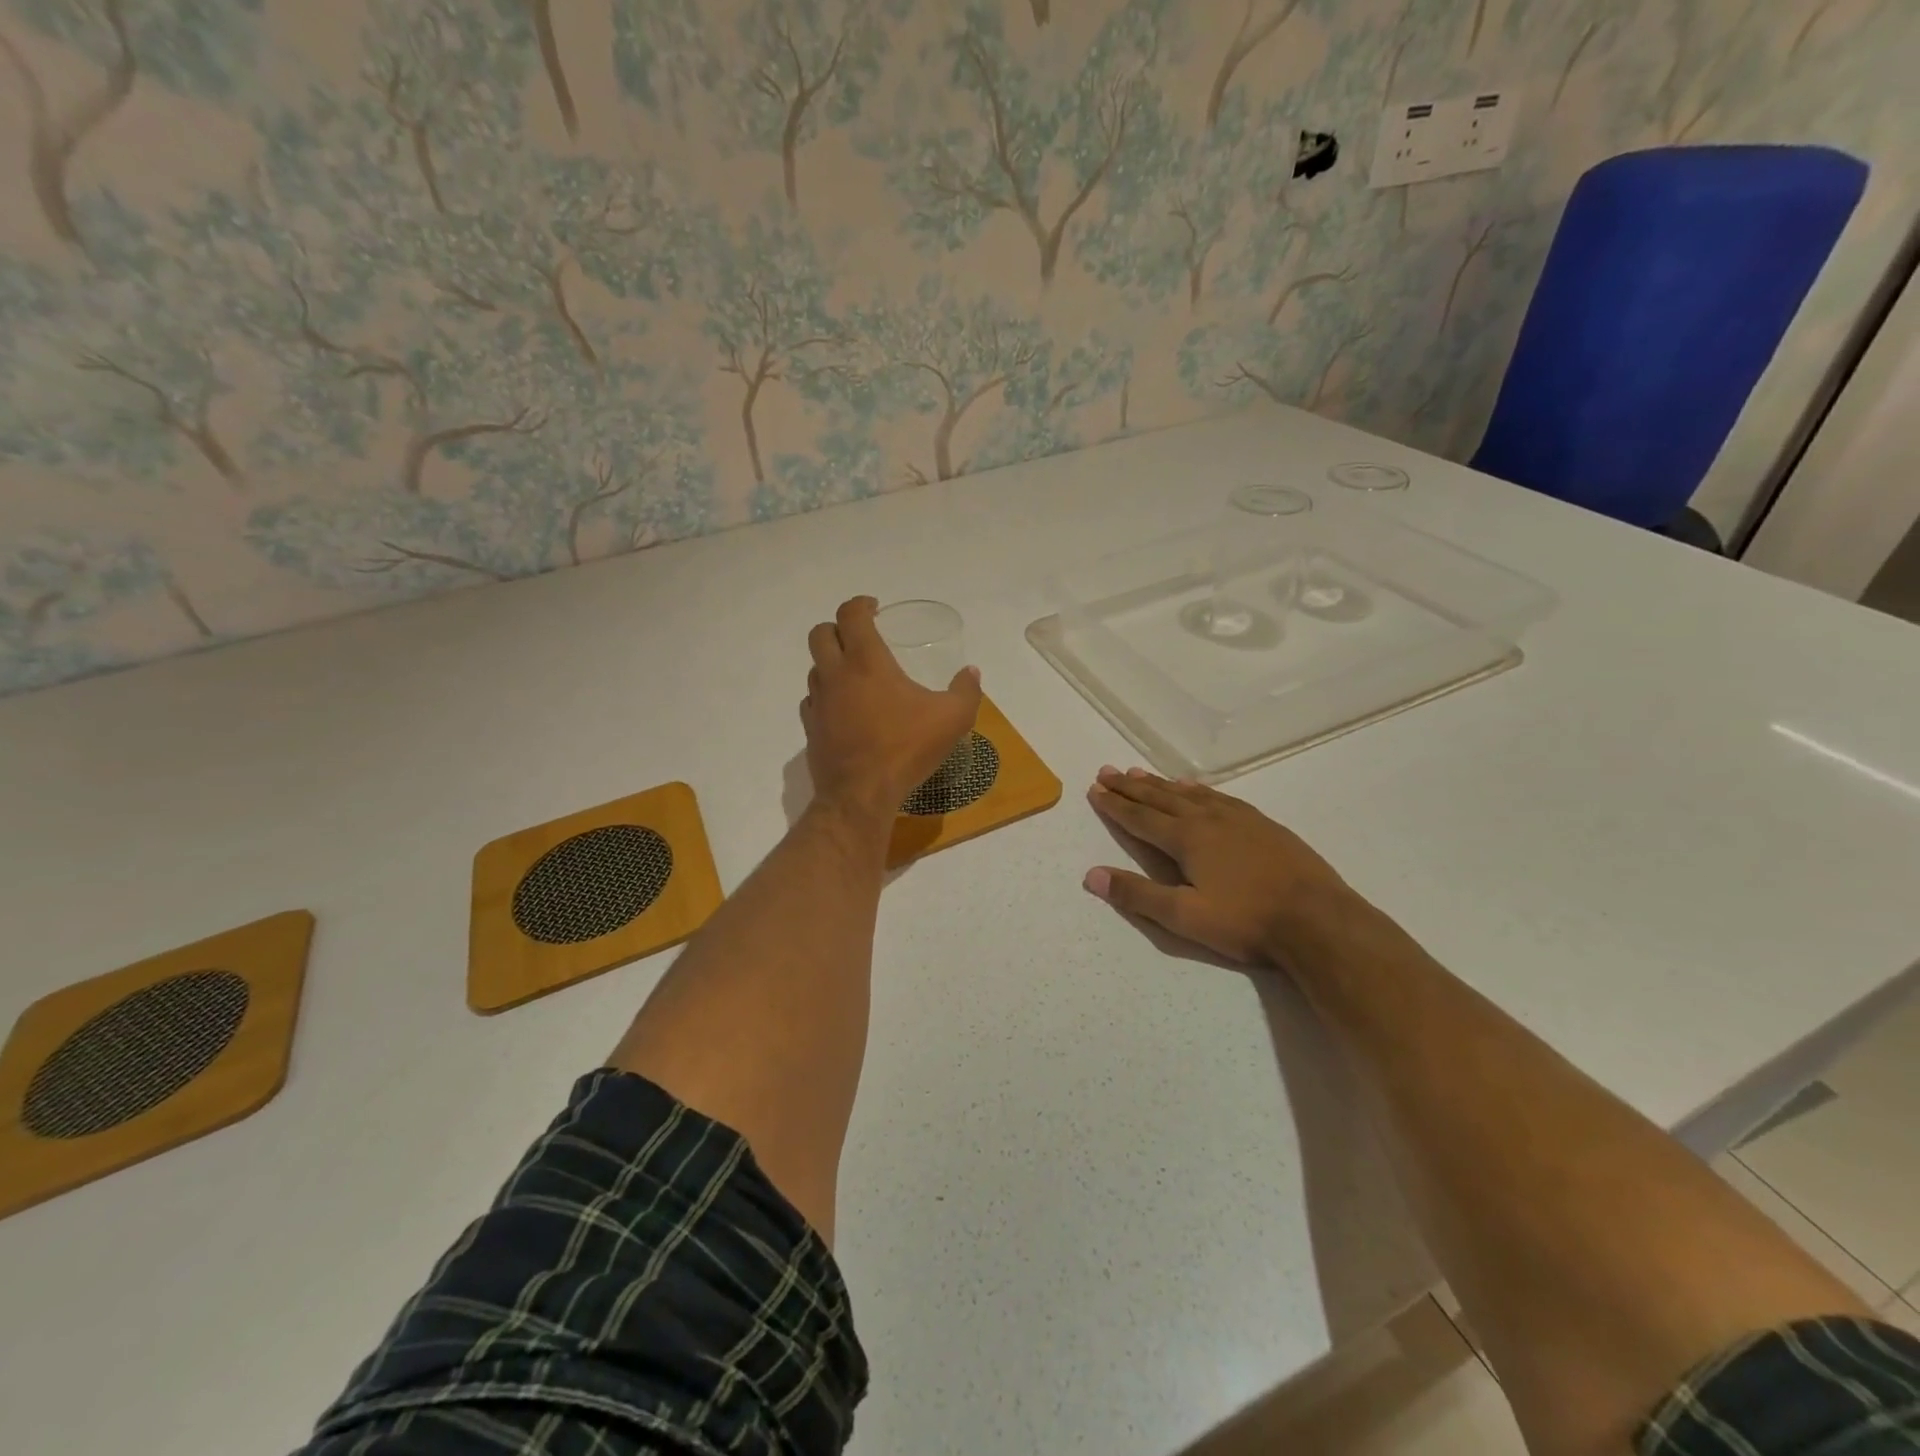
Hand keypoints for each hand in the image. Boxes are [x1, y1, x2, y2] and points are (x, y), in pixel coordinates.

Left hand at [802, 596, 982, 825]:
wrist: (861, 795)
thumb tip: (971, 673)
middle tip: (860, 637)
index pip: (851, 615)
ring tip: (855, 676)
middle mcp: (835, 675)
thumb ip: (966, 691)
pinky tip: (844, 710)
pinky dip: (826, 696)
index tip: (874, 608)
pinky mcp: (810, 729)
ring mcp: (818, 702)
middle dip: (838, 628)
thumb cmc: (906, 749)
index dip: (860, 604)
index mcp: (866, 661)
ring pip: (814, 668)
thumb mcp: (952, 719)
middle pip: (821, 634)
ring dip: (831, 663)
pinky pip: (812, 701)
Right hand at [1084, 766, 1359, 965]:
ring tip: (1140, 772)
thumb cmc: (1246, 921)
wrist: (1317, 919)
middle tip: (1108, 772)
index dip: (1115, 805)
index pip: (1140, 817)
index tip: (1095, 790)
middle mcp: (1208, 819)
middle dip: (1131, 786)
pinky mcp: (1263, 824)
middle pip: (1160, 797)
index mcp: (1186, 839)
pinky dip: (1198, 789)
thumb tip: (1092, 876)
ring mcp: (1238, 818)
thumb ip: (1137, 895)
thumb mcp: (1185, 917)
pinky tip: (1196, 789)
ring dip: (1161, 783)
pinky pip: (1219, 796)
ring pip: (1189, 793)